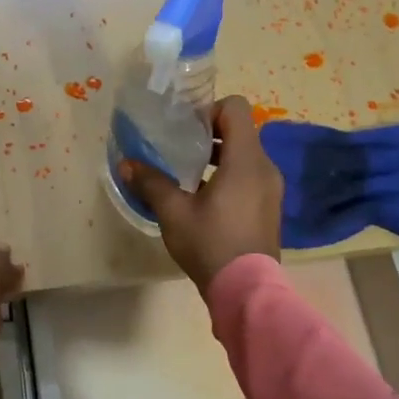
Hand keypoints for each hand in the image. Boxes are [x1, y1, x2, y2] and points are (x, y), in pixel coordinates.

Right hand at [121, 95, 282, 292]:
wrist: (246, 290)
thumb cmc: (210, 243)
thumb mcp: (174, 212)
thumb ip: (151, 183)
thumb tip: (126, 164)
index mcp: (245, 159)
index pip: (236, 108)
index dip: (209, 110)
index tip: (185, 129)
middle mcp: (265, 167)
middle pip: (240, 131)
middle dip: (209, 135)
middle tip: (180, 150)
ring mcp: (271, 189)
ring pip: (245, 156)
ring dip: (218, 158)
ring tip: (188, 177)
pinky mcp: (270, 207)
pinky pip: (250, 177)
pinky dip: (230, 177)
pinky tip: (205, 201)